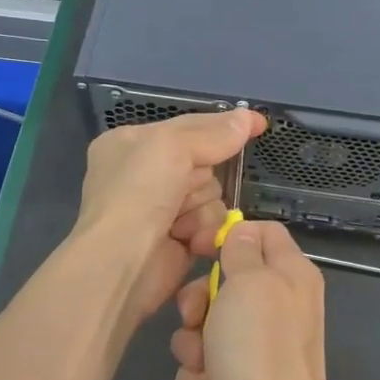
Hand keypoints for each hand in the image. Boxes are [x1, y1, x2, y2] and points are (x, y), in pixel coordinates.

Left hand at [73, 108, 265, 326]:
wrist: (120, 262)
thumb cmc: (138, 192)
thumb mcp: (172, 146)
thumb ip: (213, 133)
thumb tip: (248, 118)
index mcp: (131, 143)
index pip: (187, 126)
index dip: (222, 125)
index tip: (259, 123)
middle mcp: (143, 174)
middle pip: (203, 164)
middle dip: (201, 179)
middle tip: (183, 189)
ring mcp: (159, 209)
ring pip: (211, 196)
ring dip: (203, 210)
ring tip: (180, 223)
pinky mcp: (176, 239)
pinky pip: (210, 225)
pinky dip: (204, 232)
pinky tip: (188, 241)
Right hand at [169, 218, 339, 379]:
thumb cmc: (258, 351)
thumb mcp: (249, 284)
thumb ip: (242, 251)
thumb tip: (241, 233)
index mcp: (291, 276)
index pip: (262, 232)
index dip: (229, 234)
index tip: (198, 247)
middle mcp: (279, 307)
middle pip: (226, 280)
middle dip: (199, 299)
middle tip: (195, 317)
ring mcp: (259, 347)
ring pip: (208, 324)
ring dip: (194, 342)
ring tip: (202, 363)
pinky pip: (206, 361)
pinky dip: (199, 374)